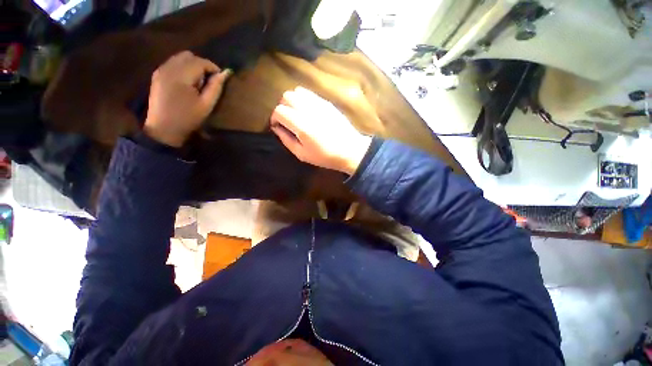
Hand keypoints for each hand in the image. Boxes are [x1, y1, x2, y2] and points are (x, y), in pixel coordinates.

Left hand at [144, 51, 231, 146]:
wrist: (163, 129)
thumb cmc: (188, 118)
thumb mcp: (206, 105)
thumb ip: (216, 87)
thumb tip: (226, 73)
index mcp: (181, 75)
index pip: (200, 62)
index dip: (213, 68)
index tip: (220, 79)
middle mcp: (169, 67)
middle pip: (189, 56)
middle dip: (202, 65)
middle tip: (208, 81)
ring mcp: (161, 70)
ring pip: (180, 57)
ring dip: (192, 66)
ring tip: (197, 83)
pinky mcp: (157, 74)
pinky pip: (172, 63)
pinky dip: (183, 68)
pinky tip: (186, 82)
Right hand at [270, 87, 371, 174]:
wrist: (350, 150)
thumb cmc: (326, 156)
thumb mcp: (302, 154)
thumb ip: (287, 140)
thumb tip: (277, 129)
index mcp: (301, 124)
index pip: (279, 111)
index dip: (275, 118)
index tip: (278, 126)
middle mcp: (309, 109)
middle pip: (286, 96)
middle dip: (282, 107)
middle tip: (286, 120)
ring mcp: (319, 103)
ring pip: (297, 91)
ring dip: (292, 101)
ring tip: (296, 114)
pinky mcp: (327, 102)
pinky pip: (310, 94)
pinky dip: (303, 99)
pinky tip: (307, 111)